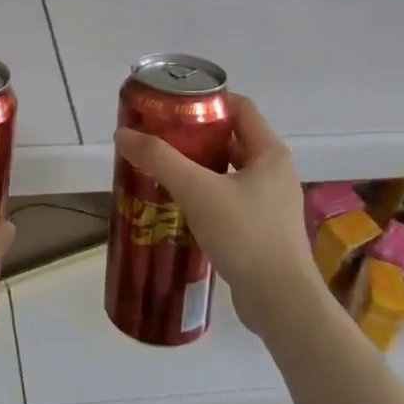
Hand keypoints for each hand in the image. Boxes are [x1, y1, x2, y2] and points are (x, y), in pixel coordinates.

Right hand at [113, 94, 319, 335]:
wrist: (281, 303)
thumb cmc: (245, 235)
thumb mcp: (197, 190)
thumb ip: (159, 159)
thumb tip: (122, 134)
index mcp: (270, 152)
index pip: (240, 107)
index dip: (207, 100)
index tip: (172, 105)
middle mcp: (275, 172)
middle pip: (232, 138)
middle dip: (196, 135)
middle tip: (160, 137)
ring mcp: (271, 203)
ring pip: (230, 171)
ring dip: (199, 167)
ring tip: (163, 169)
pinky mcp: (263, 230)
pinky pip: (230, 199)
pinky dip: (206, 194)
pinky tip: (180, 205)